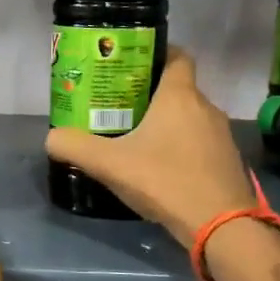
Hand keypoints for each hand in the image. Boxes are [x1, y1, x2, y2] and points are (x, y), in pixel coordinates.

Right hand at [46, 47, 257, 247]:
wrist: (221, 226)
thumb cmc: (164, 180)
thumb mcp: (109, 164)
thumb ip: (74, 147)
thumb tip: (52, 138)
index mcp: (180, 96)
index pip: (178, 56)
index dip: (157, 54)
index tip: (132, 66)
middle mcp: (206, 107)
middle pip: (178, 89)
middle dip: (151, 95)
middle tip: (120, 108)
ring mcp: (221, 136)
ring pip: (189, 118)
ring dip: (167, 124)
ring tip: (137, 139)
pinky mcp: (227, 161)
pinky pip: (200, 143)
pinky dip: (181, 147)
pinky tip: (161, 168)